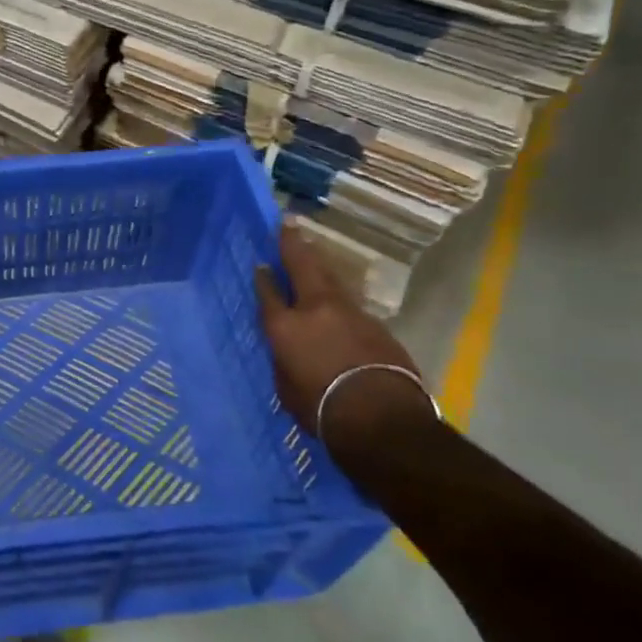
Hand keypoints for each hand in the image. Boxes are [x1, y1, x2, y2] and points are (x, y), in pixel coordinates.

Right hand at [254, 222, 424, 440]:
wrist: (381, 418)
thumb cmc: (321, 409)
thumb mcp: (287, 388)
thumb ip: (285, 361)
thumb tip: (289, 352)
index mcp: (285, 326)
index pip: (268, 293)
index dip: (263, 277)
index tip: (260, 262)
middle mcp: (314, 309)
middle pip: (302, 267)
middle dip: (293, 244)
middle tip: (289, 223)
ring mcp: (350, 313)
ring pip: (331, 281)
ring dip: (320, 265)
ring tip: (312, 251)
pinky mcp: (376, 326)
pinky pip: (351, 306)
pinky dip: (340, 300)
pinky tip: (338, 303)